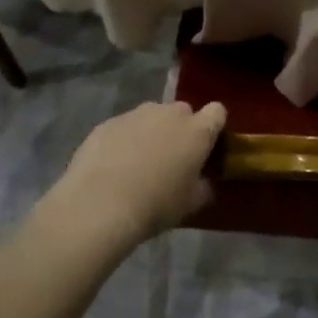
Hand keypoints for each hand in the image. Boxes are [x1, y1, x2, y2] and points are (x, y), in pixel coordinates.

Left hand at [45, 101, 226, 251]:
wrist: (99, 204)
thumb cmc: (155, 205)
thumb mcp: (190, 203)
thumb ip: (203, 186)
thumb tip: (203, 181)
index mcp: (197, 131)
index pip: (217, 112)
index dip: (213, 126)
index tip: (207, 145)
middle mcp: (170, 114)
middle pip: (183, 112)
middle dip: (180, 129)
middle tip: (171, 158)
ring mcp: (137, 114)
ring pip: (152, 117)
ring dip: (151, 132)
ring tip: (138, 162)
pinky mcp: (109, 122)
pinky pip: (125, 126)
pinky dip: (124, 139)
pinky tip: (113, 165)